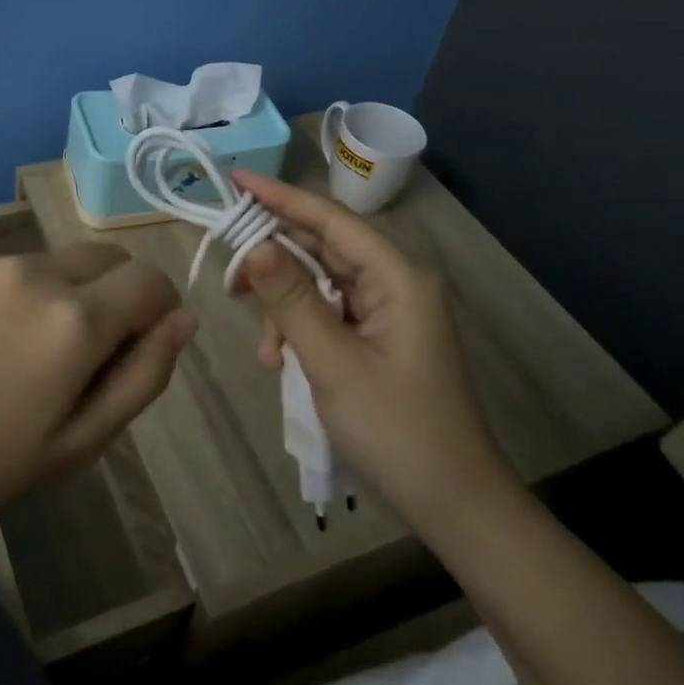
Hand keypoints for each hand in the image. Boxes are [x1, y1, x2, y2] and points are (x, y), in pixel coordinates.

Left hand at [0, 244, 195, 547]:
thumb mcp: (78, 444)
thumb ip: (143, 376)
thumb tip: (183, 319)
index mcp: (75, 318)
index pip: (150, 280)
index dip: (160, 309)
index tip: (140, 345)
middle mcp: (36, 271)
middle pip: (107, 258)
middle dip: (116, 295)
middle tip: (84, 357)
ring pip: (57, 263)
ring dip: (64, 296)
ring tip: (20, 357)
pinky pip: (8, 268)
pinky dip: (17, 295)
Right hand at [230, 170, 517, 532]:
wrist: (454, 504)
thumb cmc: (397, 431)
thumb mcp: (333, 363)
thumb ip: (291, 299)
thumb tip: (253, 244)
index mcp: (398, 277)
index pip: (330, 219)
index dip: (280, 197)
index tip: (235, 180)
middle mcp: (396, 282)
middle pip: (324, 246)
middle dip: (274, 257)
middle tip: (229, 269)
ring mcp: (390, 310)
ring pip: (321, 282)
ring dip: (285, 304)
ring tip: (264, 347)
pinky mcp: (380, 335)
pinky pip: (330, 311)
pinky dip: (301, 327)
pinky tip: (282, 361)